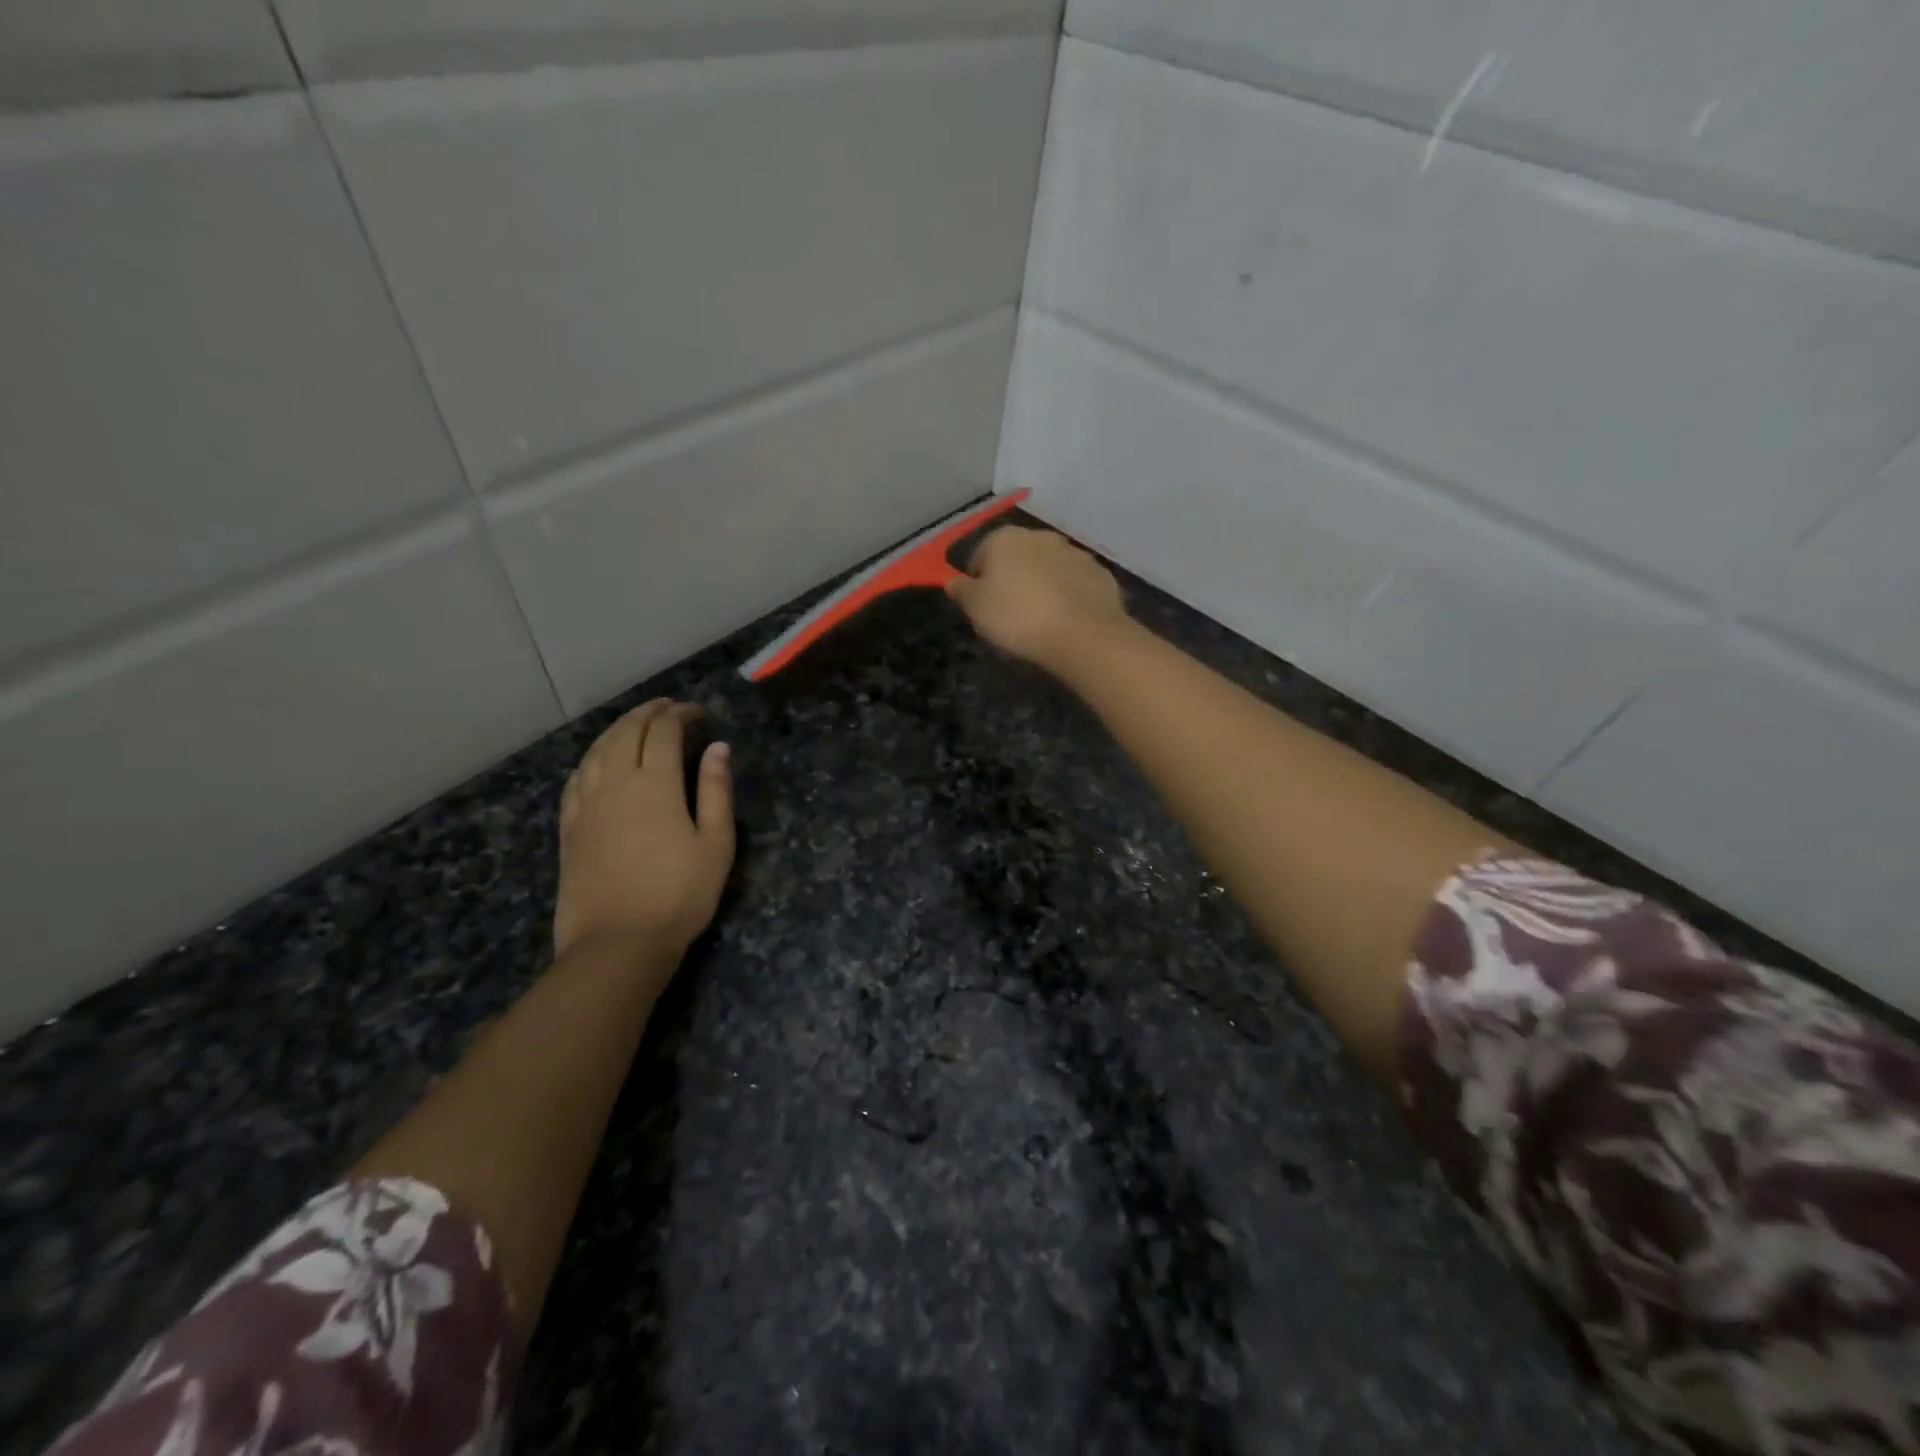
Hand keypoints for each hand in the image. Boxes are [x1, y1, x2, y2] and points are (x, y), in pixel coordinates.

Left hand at [554, 700, 734, 963]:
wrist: (617, 942)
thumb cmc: (679, 894)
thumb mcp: (716, 843)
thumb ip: (716, 791)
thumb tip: (718, 748)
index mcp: (655, 784)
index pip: (664, 732)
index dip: (680, 714)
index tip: (698, 712)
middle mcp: (615, 783)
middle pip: (626, 732)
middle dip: (648, 712)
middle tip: (668, 706)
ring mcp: (586, 804)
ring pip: (597, 750)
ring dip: (617, 728)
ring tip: (635, 723)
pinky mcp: (569, 827)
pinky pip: (576, 777)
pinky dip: (592, 758)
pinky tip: (598, 761)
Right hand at [946, 526, 1130, 674]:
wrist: (1083, 635)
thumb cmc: (1018, 618)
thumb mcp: (976, 608)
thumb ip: (961, 590)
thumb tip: (953, 581)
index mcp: (1005, 538)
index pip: (980, 555)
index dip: (978, 583)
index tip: (982, 608)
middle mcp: (1041, 536)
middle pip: (1017, 558)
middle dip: (1012, 580)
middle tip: (1010, 615)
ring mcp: (1075, 553)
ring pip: (1049, 568)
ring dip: (1042, 586)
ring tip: (1041, 620)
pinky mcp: (1100, 574)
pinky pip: (1075, 584)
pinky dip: (1069, 597)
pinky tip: (1066, 621)